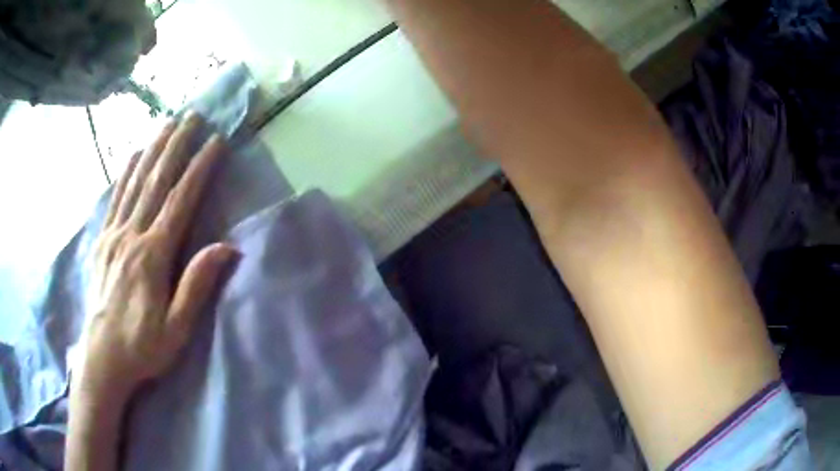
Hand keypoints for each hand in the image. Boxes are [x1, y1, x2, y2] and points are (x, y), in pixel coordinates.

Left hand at [79, 112, 237, 400]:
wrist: (102, 358)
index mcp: (153, 256)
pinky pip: (114, 198)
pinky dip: (124, 172)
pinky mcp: (101, 241)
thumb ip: (196, 285)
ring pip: (134, 182)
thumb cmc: (143, 347)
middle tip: (192, 115)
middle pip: (155, 181)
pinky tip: (132, 155)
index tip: (215, 141)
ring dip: (152, 149)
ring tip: (166, 123)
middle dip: (176, 145)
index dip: (199, 169)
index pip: (179, 201)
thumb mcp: (176, 328)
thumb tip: (226, 247)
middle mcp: (132, 236)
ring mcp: (113, 235)